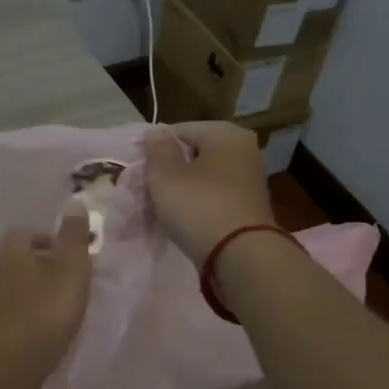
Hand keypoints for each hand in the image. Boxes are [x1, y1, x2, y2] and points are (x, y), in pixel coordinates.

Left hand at [0, 206, 93, 383]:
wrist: (12, 366)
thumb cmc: (46, 310)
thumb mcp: (71, 268)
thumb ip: (74, 236)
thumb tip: (74, 201)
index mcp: (11, 251)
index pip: (28, 232)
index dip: (51, 239)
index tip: (74, 253)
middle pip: (22, 259)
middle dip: (46, 264)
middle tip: (72, 277)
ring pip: (18, 285)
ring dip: (38, 289)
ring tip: (64, 302)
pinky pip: (16, 310)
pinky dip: (31, 311)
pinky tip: (48, 325)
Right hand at [143, 121, 277, 263]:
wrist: (242, 258)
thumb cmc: (200, 207)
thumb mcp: (165, 175)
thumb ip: (157, 149)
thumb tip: (156, 134)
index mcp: (227, 134)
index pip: (180, 130)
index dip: (155, 148)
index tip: (140, 169)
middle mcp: (244, 151)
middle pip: (193, 153)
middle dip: (170, 169)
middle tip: (148, 189)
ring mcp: (249, 181)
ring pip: (203, 178)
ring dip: (182, 189)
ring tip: (162, 207)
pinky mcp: (248, 207)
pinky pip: (214, 198)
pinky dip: (198, 205)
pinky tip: (183, 220)